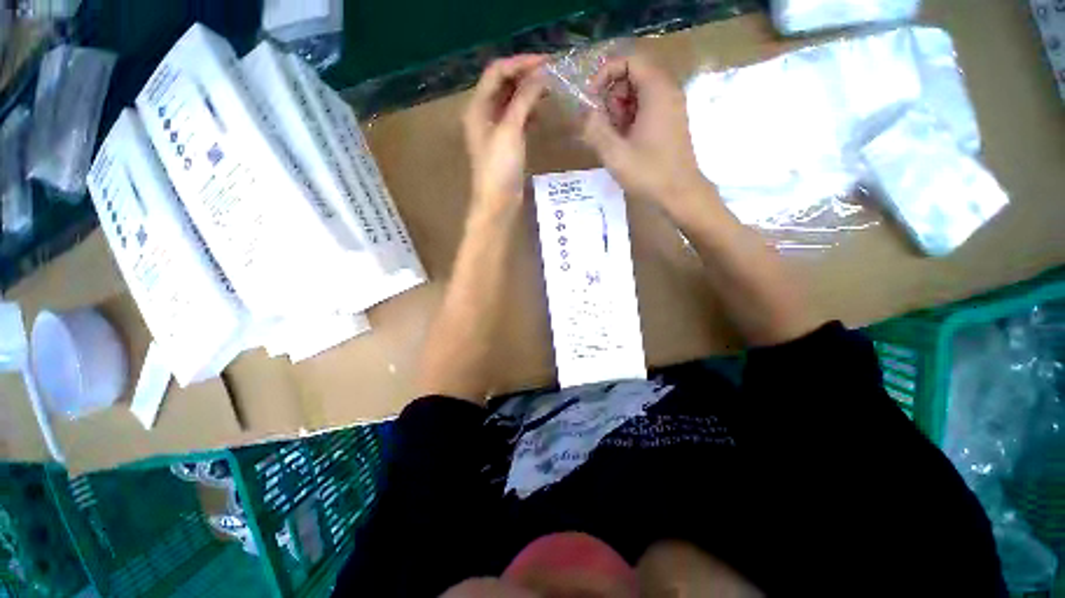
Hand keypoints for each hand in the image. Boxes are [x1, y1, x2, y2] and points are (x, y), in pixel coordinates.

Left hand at [463, 55, 546, 220]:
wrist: (498, 202)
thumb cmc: (499, 168)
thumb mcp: (510, 130)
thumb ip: (523, 100)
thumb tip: (540, 75)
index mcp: (477, 107)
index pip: (497, 72)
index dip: (520, 63)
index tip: (545, 62)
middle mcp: (483, 114)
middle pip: (503, 84)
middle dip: (525, 76)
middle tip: (551, 73)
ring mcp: (495, 129)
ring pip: (511, 101)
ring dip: (528, 93)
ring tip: (550, 89)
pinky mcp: (506, 143)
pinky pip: (517, 119)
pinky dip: (528, 112)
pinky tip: (542, 113)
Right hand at [582, 54, 711, 212]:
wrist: (680, 193)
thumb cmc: (649, 173)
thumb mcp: (615, 154)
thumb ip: (595, 129)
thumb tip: (583, 113)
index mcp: (657, 91)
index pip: (630, 60)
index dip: (606, 73)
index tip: (591, 98)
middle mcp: (667, 92)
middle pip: (633, 75)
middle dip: (612, 95)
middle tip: (604, 124)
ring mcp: (671, 107)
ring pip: (639, 93)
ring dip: (620, 110)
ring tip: (614, 137)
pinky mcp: (670, 122)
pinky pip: (646, 108)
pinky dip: (631, 118)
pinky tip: (625, 142)